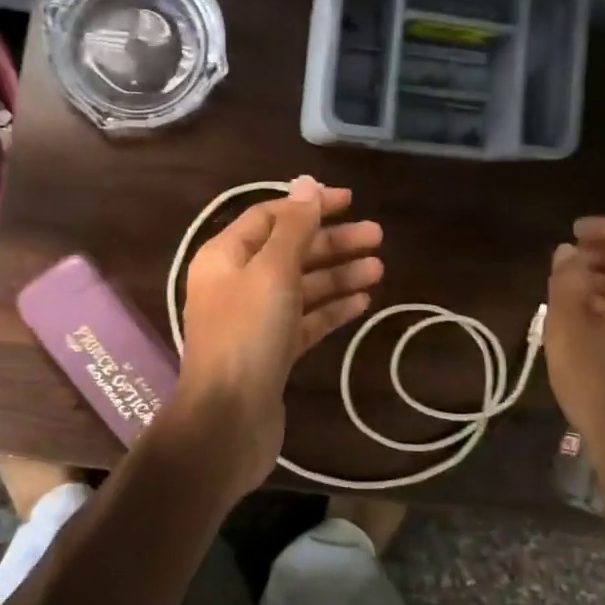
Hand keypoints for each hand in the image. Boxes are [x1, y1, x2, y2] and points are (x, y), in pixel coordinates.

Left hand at [174, 175, 382, 489]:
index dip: (309, 205)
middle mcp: (236, 283)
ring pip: (301, 286)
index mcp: (225, 256)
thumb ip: (293, 227)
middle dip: (332, 242)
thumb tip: (306, 184)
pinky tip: (362, 301)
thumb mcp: (272, 271)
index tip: (351, 201)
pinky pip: (305, 320)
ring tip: (379, 268)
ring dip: (338, 274)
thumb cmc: (247, 335)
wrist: (228, 421)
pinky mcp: (272, 352)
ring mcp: (254, 320)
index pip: (269, 216)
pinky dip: (331, 308)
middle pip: (289, 251)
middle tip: (378, 236)